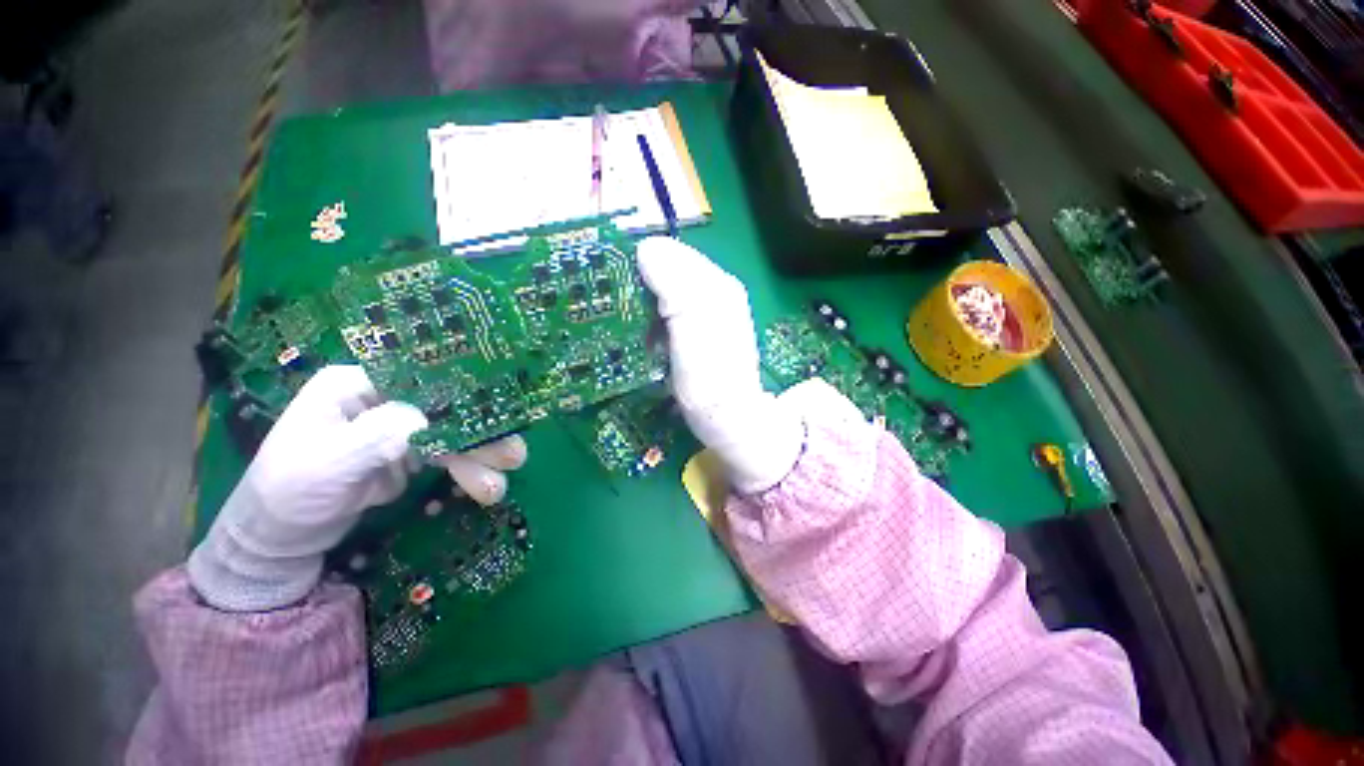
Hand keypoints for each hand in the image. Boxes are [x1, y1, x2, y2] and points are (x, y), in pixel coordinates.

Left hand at [188, 365, 526, 611]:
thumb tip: (428, 421)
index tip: (498, 418)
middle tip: (514, 458)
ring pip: (453, 436)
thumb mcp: (326, 463)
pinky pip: (447, 458)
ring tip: (496, 488)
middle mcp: (385, 400)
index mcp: (359, 384)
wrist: (280, 541)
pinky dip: (465, 473)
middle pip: (447, 410)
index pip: (424, 380)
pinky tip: (479, 489)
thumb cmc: (288, 493)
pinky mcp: (407, 455)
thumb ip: (377, 436)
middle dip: (480, 437)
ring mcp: (399, 428)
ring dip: (479, 460)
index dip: (464, 396)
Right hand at [636, 238, 803, 492]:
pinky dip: (652, 319)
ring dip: (643, 303)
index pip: (669, 251)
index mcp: (715, 283)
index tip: (609, 279)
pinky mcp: (699, 332)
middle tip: (613, 304)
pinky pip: (669, 312)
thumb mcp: (693, 325)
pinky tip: (644, 335)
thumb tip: (646, 247)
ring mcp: (708, 313)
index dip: (637, 261)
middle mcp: (714, 291)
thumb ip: (675, 283)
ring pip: (665, 292)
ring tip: (624, 321)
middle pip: (667, 271)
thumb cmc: (709, 377)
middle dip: (638, 283)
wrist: (729, 418)